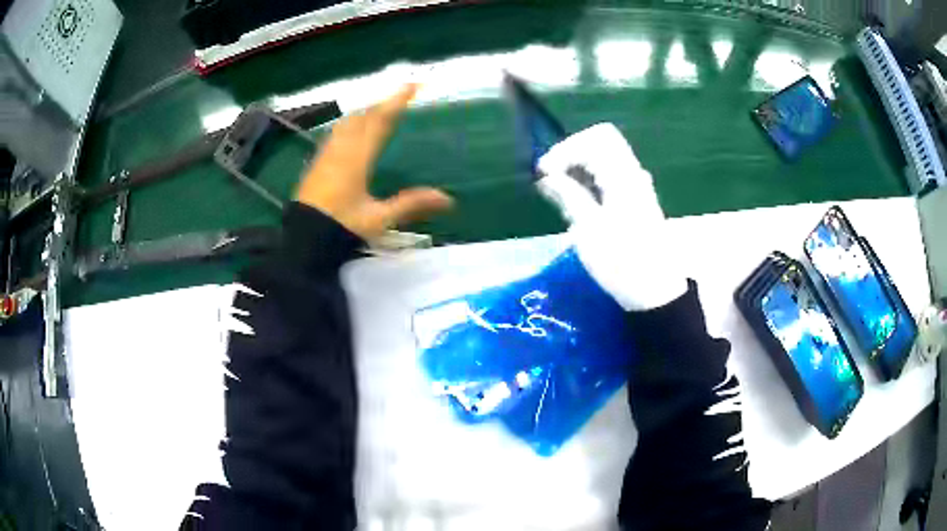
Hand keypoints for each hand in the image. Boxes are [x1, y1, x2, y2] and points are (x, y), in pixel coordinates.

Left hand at [296, 84, 452, 239]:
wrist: (303, 239)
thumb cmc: (341, 227)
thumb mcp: (379, 218)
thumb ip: (411, 204)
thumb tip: (448, 199)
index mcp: (357, 157)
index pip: (380, 121)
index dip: (396, 101)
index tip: (412, 85)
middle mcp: (341, 149)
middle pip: (362, 116)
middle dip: (381, 103)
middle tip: (399, 99)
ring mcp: (326, 154)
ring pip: (347, 122)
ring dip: (365, 112)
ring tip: (380, 111)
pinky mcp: (317, 163)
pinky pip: (336, 133)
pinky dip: (351, 124)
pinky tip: (354, 132)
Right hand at [536, 123, 686, 310]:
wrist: (654, 292)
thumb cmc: (622, 264)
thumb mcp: (589, 231)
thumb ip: (568, 195)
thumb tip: (547, 175)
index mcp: (623, 178)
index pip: (594, 139)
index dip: (565, 149)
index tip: (545, 173)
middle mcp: (632, 174)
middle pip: (601, 141)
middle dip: (572, 152)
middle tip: (552, 176)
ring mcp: (636, 185)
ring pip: (605, 157)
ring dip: (579, 166)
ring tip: (559, 190)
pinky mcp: (635, 198)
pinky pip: (610, 174)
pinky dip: (590, 178)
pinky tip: (577, 199)